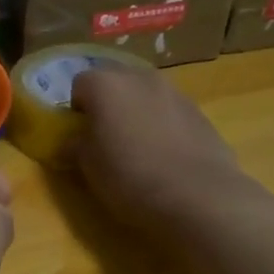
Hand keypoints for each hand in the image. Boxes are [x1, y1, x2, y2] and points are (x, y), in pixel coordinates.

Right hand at [70, 65, 254, 229]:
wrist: (197, 195)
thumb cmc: (130, 177)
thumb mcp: (88, 167)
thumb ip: (76, 146)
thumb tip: (73, 142)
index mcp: (107, 85)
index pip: (79, 84)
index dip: (76, 110)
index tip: (80, 136)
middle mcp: (141, 78)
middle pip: (115, 83)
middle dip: (108, 105)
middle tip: (107, 139)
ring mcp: (175, 92)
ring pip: (145, 96)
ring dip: (137, 114)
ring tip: (139, 150)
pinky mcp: (200, 112)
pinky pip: (170, 113)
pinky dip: (163, 127)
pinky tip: (166, 158)